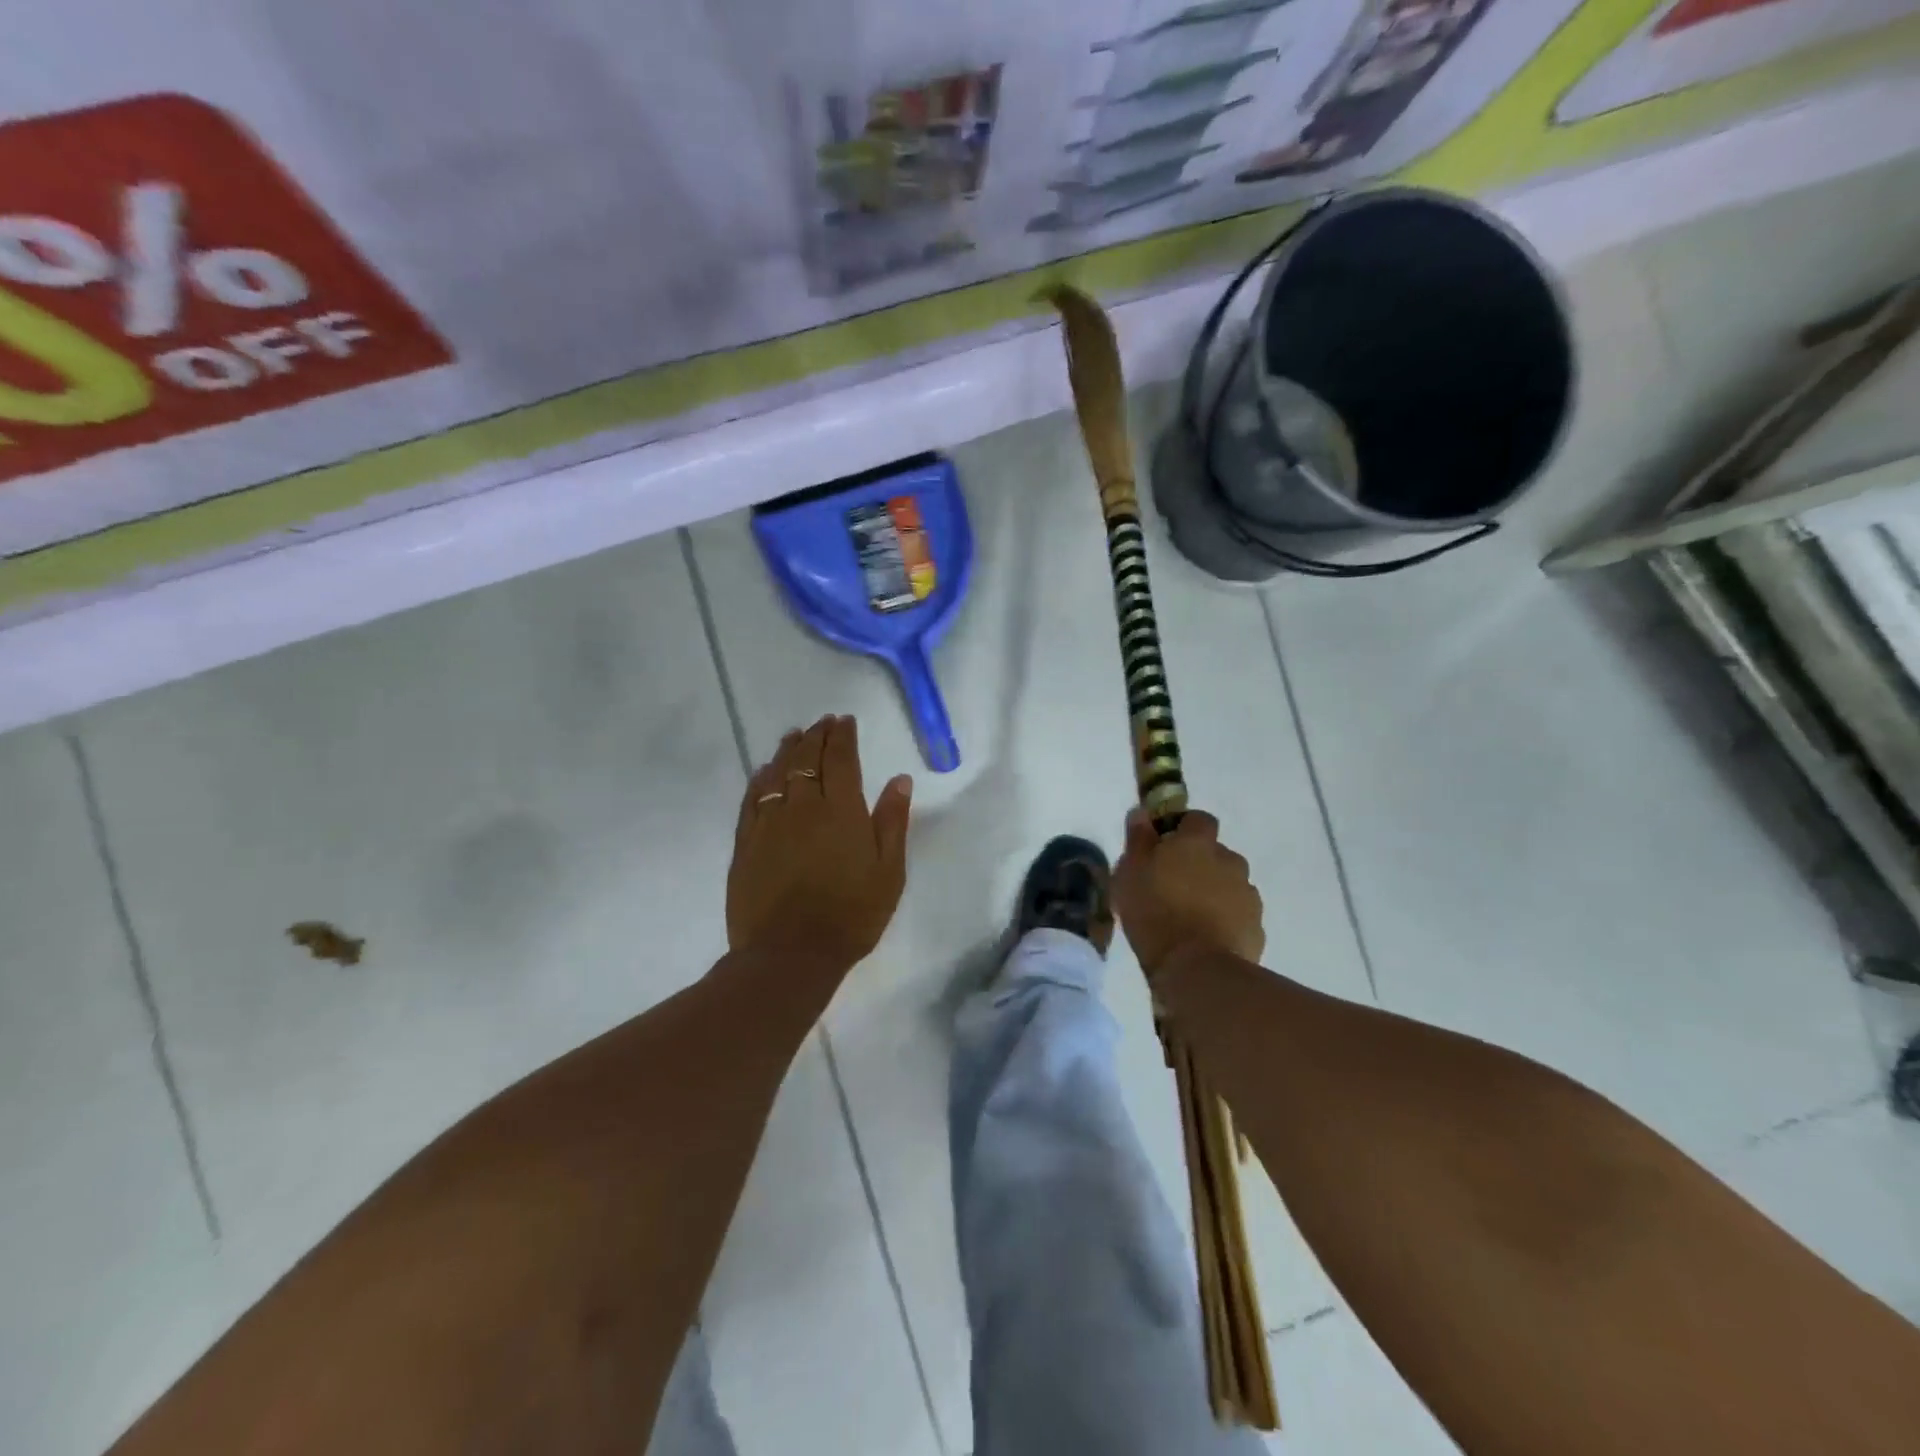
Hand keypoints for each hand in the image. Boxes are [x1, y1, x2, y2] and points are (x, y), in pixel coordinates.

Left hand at [727, 714, 912, 977]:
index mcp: (841, 811)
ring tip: (794, 736)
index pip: (840, 759)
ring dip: (787, 750)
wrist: (790, 955)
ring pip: (776, 773)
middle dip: (816, 736)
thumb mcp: (889, 872)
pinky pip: (751, 799)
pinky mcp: (745, 843)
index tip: (844, 721)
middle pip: (806, 759)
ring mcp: (769, 823)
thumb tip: (899, 780)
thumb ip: (892, 822)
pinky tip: (764, 772)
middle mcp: (802, 807)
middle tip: (822, 723)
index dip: (842, 736)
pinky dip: (760, 779)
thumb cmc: (851, 915)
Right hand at [1112, 808, 1263, 979]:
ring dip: (1214, 892)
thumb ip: (1138, 840)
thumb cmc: (1155, 913)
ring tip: (1189, 917)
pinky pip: (1238, 914)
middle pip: (1216, 853)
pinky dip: (1225, 920)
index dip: (1183, 829)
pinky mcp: (1257, 927)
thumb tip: (1143, 813)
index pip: (1198, 819)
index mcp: (1197, 843)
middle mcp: (1229, 860)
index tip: (1165, 847)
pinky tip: (1205, 939)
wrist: (1196, 969)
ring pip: (1229, 884)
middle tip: (1173, 887)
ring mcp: (1248, 894)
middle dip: (1199, 864)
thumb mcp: (1129, 873)